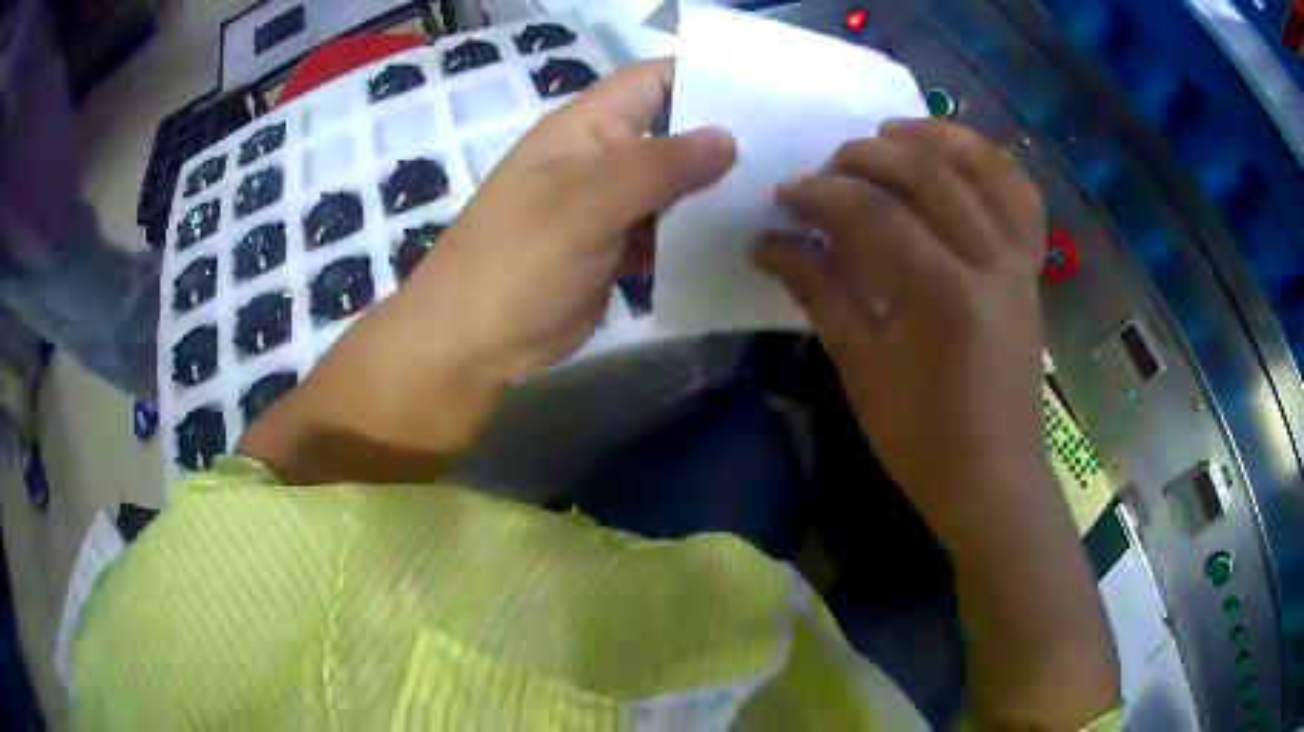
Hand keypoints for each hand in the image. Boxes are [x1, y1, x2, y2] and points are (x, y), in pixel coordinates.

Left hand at [239, 60, 735, 483]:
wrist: (473, 342)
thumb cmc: (517, 261)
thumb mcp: (585, 202)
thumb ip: (658, 165)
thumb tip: (727, 138)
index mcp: (587, 128)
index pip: (653, 80)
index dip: (705, 75)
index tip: (768, 90)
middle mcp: (601, 157)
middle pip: (672, 131)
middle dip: (725, 135)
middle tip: (795, 147)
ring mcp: (609, 206)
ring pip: (675, 183)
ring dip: (718, 188)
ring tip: (784, 192)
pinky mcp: (615, 249)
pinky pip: (667, 230)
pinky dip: (698, 233)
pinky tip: (743, 239)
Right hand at [759, 120, 1119, 728]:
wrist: (994, 480)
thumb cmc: (923, 441)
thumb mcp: (861, 370)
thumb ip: (820, 293)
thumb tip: (768, 243)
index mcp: (945, 298)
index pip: (876, 217)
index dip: (822, 197)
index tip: (784, 196)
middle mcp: (992, 264)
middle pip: (930, 176)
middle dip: (870, 157)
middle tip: (829, 165)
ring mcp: (1020, 263)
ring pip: (986, 170)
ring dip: (937, 137)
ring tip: (893, 131)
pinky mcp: (1032, 270)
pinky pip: (1022, 198)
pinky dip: (992, 163)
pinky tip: (958, 155)